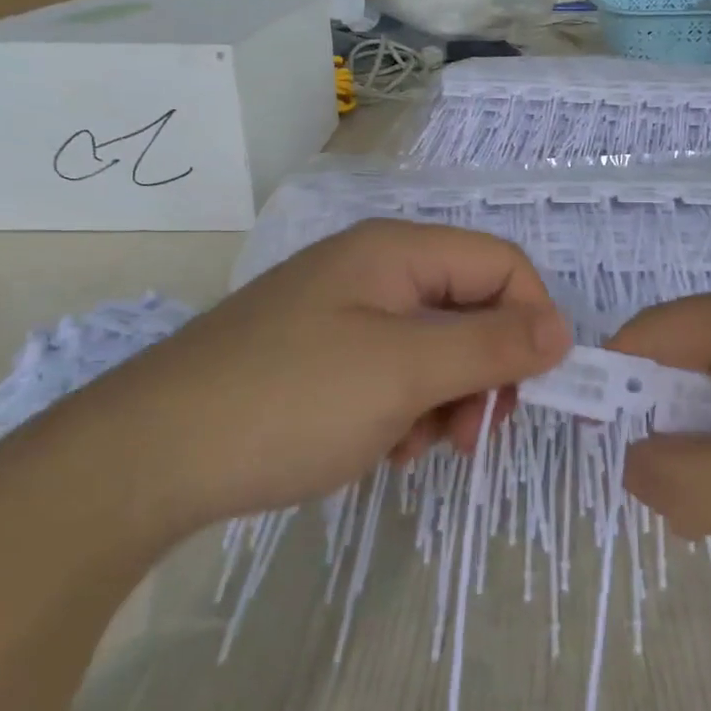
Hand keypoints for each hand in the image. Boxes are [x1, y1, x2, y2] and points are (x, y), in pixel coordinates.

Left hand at [67, 220, 569, 535]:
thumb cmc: (290, 400)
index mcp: (396, 252)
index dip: (533, 320)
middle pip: (470, 307)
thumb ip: (492, 347)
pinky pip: (393, 373)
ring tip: (413, 448)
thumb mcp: (405, 372)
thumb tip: (564, 330)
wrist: (147, 458)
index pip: (502, 265)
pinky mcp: (321, 357)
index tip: (533, 390)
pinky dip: (404, 411)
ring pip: (435, 348)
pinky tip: (381, 449)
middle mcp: (374, 271)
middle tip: (472, 433)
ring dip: (445, 400)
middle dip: (485, 371)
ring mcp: (344, 315)